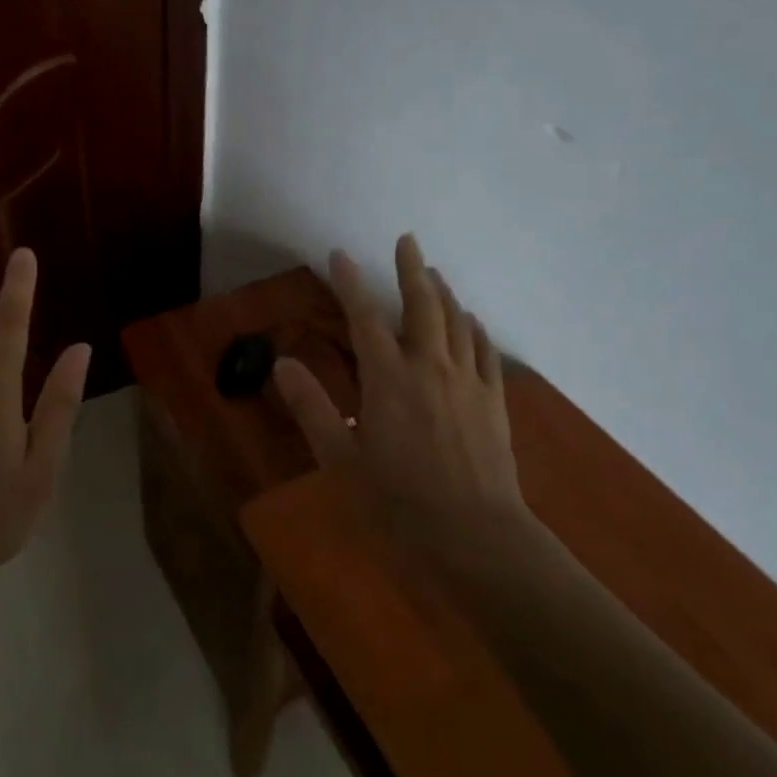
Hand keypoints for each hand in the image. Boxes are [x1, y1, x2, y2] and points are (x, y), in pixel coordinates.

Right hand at [274, 234, 524, 555]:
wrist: (476, 536)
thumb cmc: (399, 500)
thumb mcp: (340, 458)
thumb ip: (311, 406)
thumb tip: (282, 363)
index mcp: (388, 379)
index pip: (364, 318)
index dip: (349, 283)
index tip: (338, 256)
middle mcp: (429, 367)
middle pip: (421, 305)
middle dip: (411, 269)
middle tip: (407, 240)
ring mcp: (468, 381)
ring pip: (456, 322)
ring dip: (443, 292)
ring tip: (434, 273)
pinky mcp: (494, 401)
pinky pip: (484, 351)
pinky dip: (474, 328)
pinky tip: (470, 321)